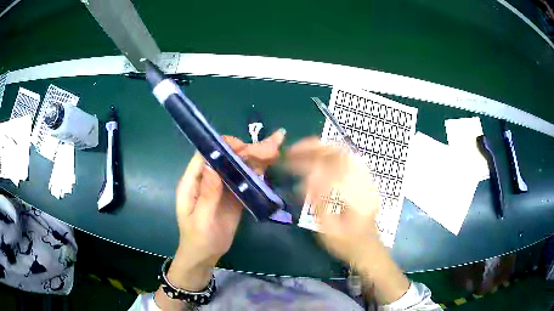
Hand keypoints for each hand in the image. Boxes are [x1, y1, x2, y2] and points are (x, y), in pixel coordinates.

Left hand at [168, 130, 285, 290]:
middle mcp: (208, 180)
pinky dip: (256, 173)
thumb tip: (212, 165)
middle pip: (225, 158)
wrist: (205, 256)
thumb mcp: (201, 220)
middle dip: (246, 151)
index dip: (222, 146)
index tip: (242, 147)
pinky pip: (244, 181)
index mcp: (193, 182)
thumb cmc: (197, 240)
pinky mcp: (233, 196)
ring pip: (237, 168)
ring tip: (275, 150)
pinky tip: (269, 166)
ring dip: (255, 159)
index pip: (205, 155)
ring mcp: (222, 188)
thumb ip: (207, 194)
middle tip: (270, 149)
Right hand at [286, 137, 408, 304]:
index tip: (288, 161)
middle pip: (340, 154)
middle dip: (314, 148)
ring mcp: (365, 180)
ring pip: (344, 153)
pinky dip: (330, 154)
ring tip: (301, 150)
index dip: (307, 162)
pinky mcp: (364, 181)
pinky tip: (317, 157)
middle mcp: (363, 183)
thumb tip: (306, 179)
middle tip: (293, 150)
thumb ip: (319, 204)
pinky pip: (348, 160)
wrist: (368, 249)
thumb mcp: (329, 231)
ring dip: (321, 148)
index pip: (330, 170)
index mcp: (355, 197)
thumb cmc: (347, 245)